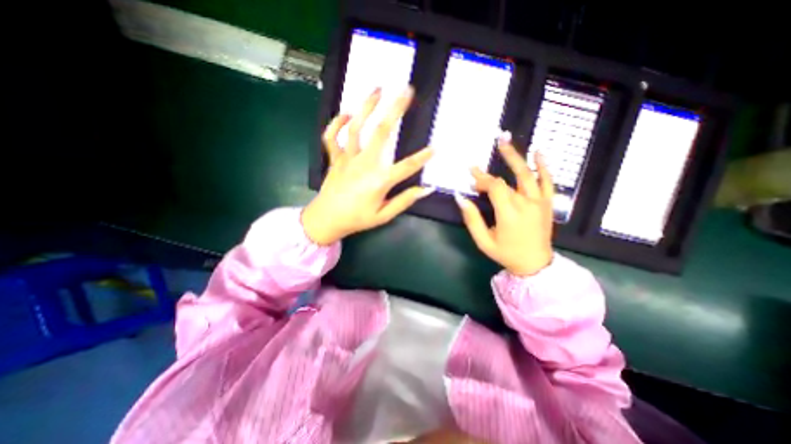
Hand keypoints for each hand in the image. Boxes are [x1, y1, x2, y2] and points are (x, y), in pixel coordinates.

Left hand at [301, 87, 432, 246]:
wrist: (326, 220)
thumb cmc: (357, 219)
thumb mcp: (383, 216)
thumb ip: (404, 201)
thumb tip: (424, 190)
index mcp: (379, 181)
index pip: (406, 166)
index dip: (423, 157)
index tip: (436, 147)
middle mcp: (364, 164)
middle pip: (381, 132)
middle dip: (395, 110)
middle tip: (406, 92)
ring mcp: (347, 159)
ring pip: (356, 127)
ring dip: (367, 106)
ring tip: (378, 89)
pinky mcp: (334, 158)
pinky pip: (332, 137)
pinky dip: (336, 123)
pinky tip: (346, 113)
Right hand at [455, 135, 550, 274]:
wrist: (535, 265)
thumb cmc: (506, 254)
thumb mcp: (483, 241)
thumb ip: (472, 219)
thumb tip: (460, 199)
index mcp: (509, 214)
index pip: (494, 188)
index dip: (481, 181)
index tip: (470, 178)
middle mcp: (526, 204)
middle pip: (506, 181)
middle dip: (488, 175)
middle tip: (478, 163)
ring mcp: (540, 202)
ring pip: (527, 174)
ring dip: (515, 157)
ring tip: (504, 142)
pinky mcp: (548, 203)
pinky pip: (548, 181)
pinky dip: (543, 166)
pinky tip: (538, 153)